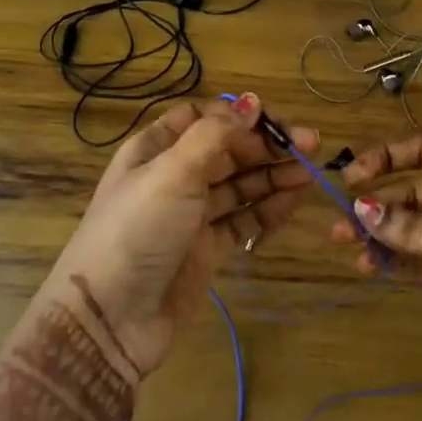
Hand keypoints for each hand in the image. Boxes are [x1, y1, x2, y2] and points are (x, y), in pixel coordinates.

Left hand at [44, 94, 319, 378]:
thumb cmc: (137, 229)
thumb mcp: (172, 172)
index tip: (273, 120)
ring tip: (311, 172)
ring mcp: (191, 215)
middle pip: (227, 151)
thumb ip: (215, 134)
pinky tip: (294, 198)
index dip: (238, 116)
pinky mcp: (207, 249)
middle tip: (310, 145)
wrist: (110, 318)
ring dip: (273, 175)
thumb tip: (252, 103)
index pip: (202, 118)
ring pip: (239, 185)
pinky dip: (268, 207)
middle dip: (266, 145)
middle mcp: (174, 176)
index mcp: (154, 149)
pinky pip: (243, 219)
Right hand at [329, 133, 421, 417]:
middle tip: (336, 223)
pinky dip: (406, 264)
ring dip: (388, 238)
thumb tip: (358, 207)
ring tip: (347, 249)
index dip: (387, 157)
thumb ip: (417, 231)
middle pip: (419, 192)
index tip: (350, 176)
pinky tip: (374, 269)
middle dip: (380, 206)